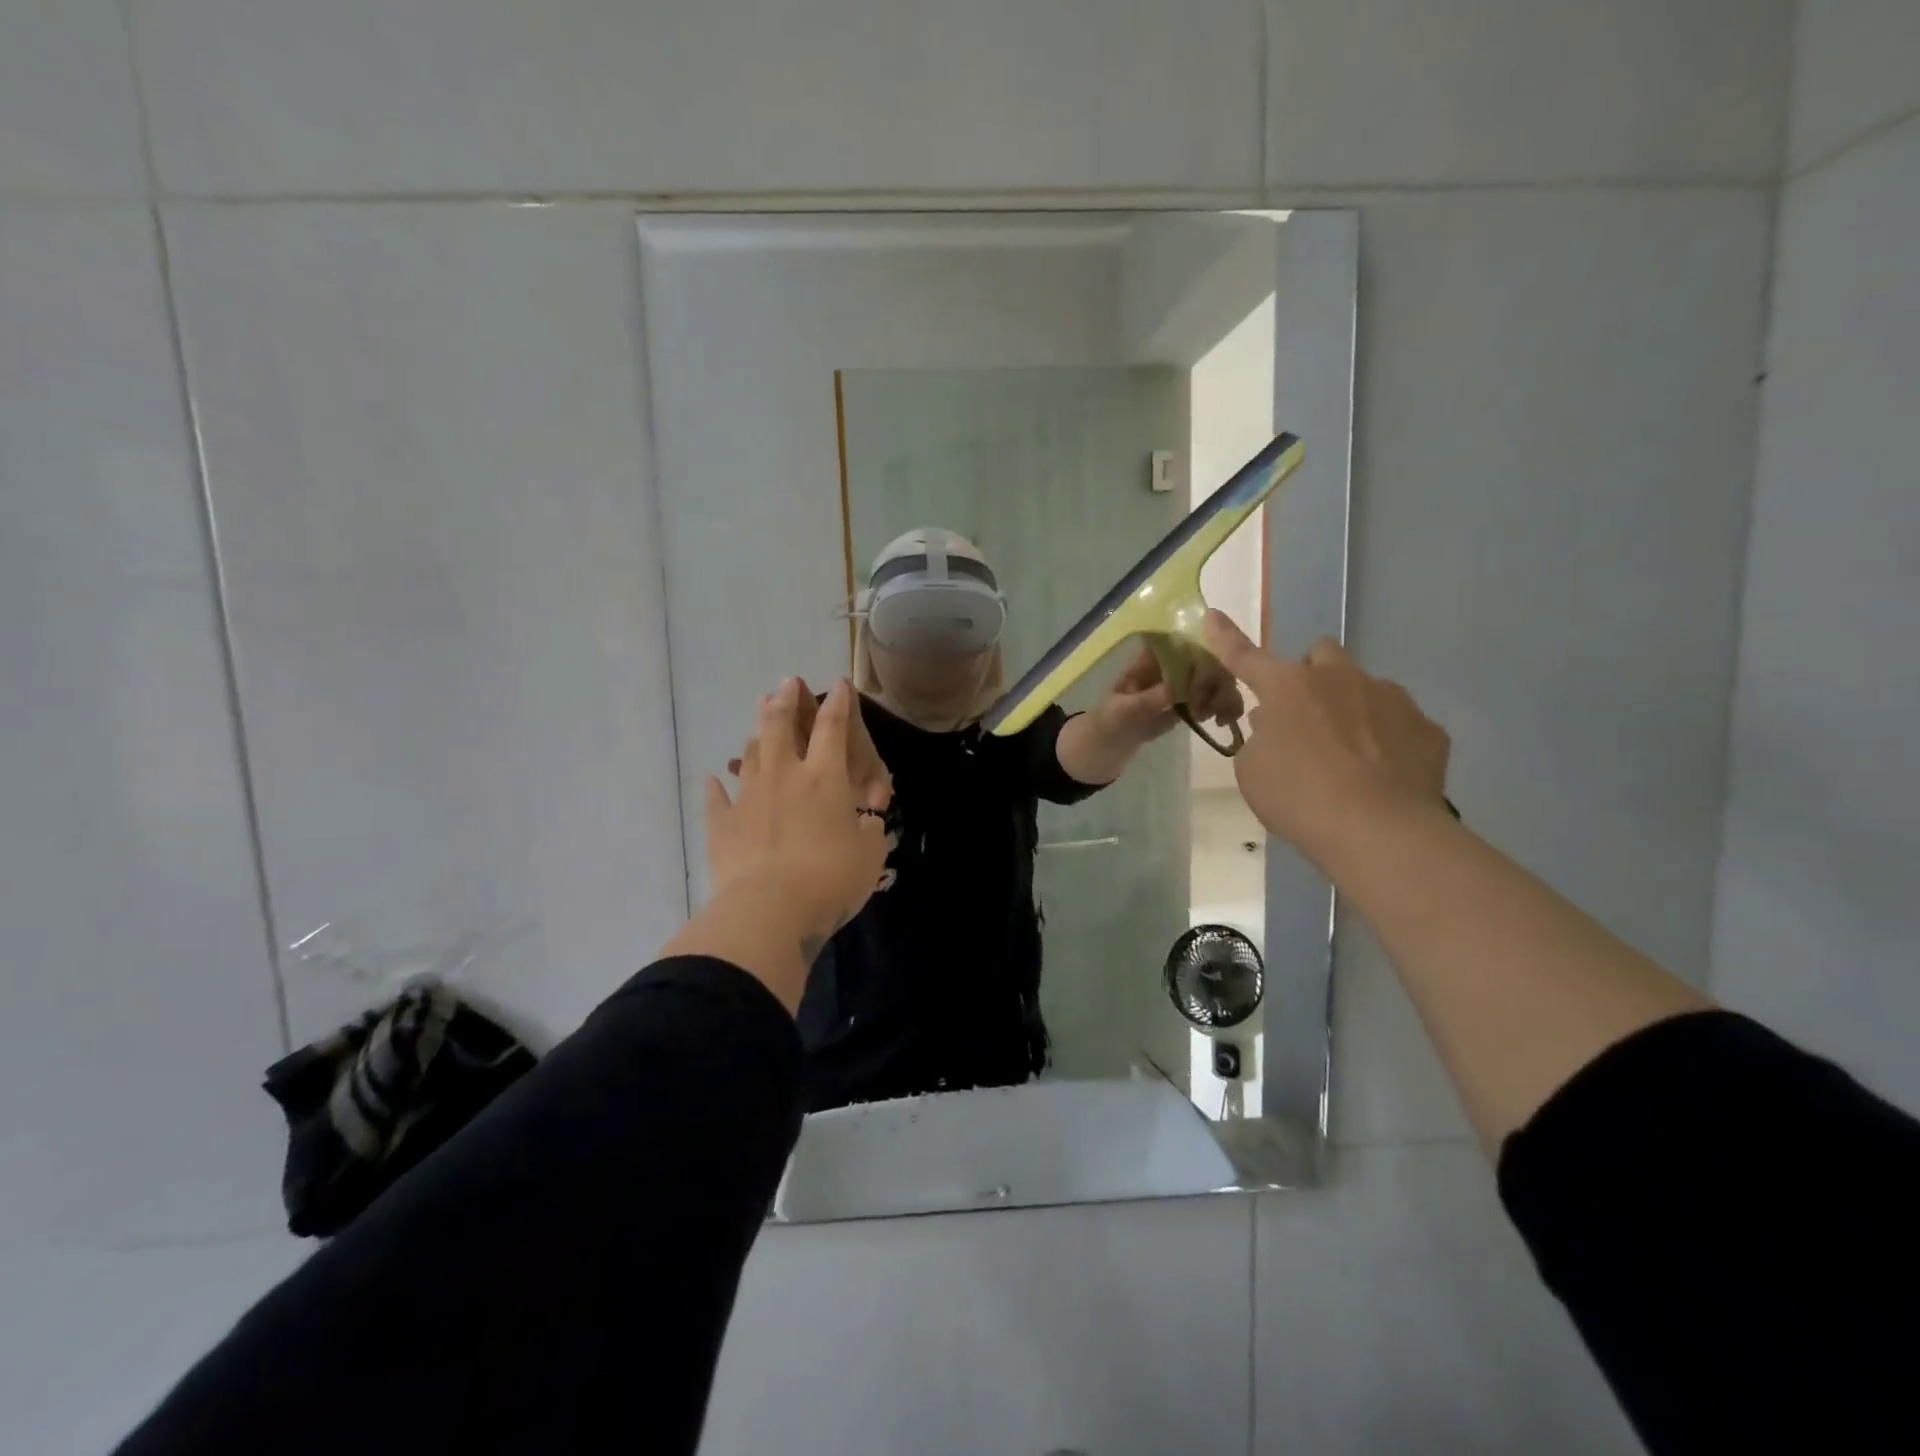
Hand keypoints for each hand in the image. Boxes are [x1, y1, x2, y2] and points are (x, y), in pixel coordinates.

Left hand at [705, 679, 891, 939]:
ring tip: (759, 722)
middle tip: (787, 683)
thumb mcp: (870, 855)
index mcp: (825, 779)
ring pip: (751, 755)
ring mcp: (748, 797)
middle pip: (781, 726)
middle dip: (786, 701)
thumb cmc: (830, 879)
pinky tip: (713, 778)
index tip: (839, 685)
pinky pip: (717, 798)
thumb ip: (868, 830)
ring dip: (757, 734)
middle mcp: (784, 776)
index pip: (833, 729)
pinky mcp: (722, 825)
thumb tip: (864, 820)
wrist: (769, 910)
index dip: (838, 704)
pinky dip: (716, 787)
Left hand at [1094, 642, 1245, 742]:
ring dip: (1222, 693)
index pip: (1179, 644)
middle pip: (1202, 660)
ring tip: (1222, 716)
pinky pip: (1207, 701)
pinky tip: (1221, 721)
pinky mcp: (1182, 709)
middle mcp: (1166, 670)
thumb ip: (1148, 700)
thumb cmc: (1106, 724)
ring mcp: (1175, 689)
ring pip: (1209, 680)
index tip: (1214, 672)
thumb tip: (1176, 688)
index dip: (1201, 651)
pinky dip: (1218, 707)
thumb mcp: (1123, 712)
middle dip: (1217, 677)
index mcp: (1148, 662)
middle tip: (1219, 702)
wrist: (1101, 750)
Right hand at [1200, 611, 1450, 864]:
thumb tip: (1276, 723)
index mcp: (1288, 687)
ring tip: (1350, 757)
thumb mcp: (1253, 771)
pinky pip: (1400, 724)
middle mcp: (1341, 679)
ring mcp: (1391, 699)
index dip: (1226, 638)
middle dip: (1311, 675)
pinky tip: (1382, 775)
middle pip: (1321, 653)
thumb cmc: (1299, 798)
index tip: (1212, 615)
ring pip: (1365, 687)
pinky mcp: (1428, 728)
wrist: (1380, 832)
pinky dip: (1387, 741)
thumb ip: (1260, 738)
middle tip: (1305, 715)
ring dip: (1351, 708)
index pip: (1246, 657)